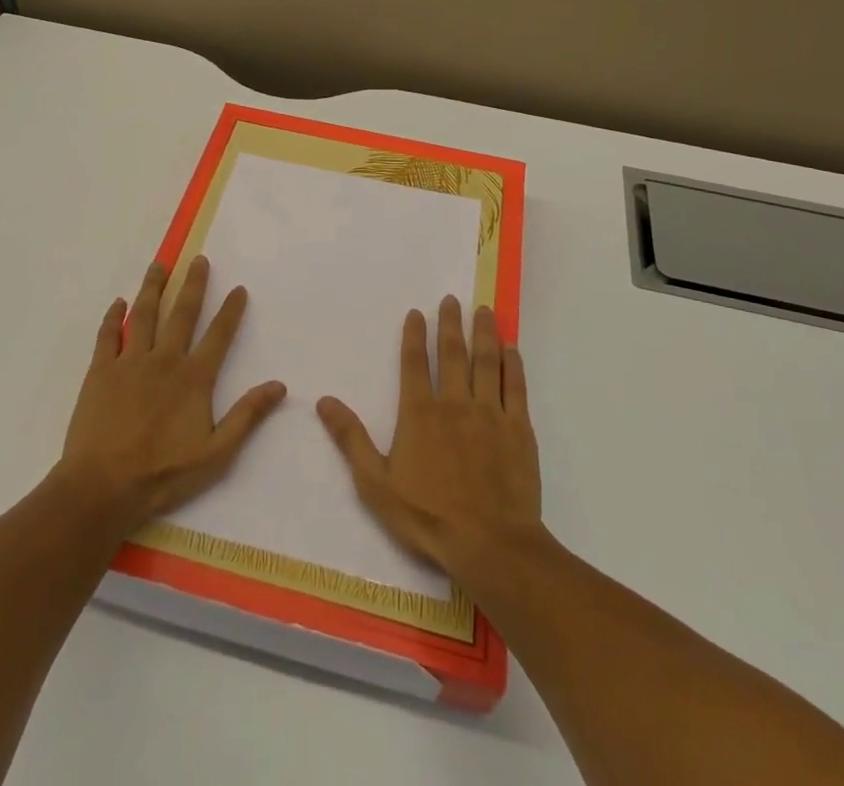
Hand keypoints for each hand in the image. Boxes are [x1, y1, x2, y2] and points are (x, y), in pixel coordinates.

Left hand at [56, 256, 286, 535]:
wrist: (102, 488)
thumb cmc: (162, 474)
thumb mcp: (216, 454)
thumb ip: (246, 416)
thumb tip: (279, 386)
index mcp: (193, 378)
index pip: (218, 335)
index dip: (230, 311)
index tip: (239, 288)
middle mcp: (164, 360)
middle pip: (181, 314)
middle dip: (193, 285)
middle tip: (198, 260)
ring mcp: (129, 363)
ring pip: (143, 315)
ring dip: (152, 288)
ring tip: (158, 265)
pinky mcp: (100, 372)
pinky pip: (108, 336)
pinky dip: (113, 317)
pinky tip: (118, 303)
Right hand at [317, 295, 541, 584]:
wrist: (491, 545)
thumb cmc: (428, 516)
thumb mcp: (376, 483)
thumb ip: (351, 439)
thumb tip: (324, 401)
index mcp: (420, 413)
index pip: (414, 363)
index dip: (415, 335)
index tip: (418, 312)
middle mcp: (455, 403)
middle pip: (453, 353)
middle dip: (451, 324)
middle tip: (452, 299)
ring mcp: (490, 414)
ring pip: (486, 362)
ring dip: (484, 333)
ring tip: (484, 310)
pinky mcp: (519, 430)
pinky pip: (515, 388)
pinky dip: (513, 365)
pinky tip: (512, 349)